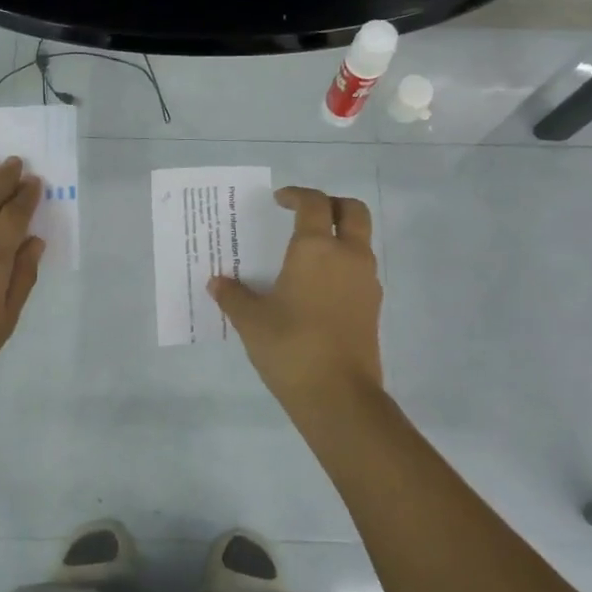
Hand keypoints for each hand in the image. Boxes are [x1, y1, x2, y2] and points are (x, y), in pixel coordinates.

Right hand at [209, 186, 384, 417]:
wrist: (338, 395)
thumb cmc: (291, 347)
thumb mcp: (251, 321)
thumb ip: (233, 296)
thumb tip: (217, 283)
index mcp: (316, 249)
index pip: (314, 203)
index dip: (297, 196)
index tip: (280, 201)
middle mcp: (348, 256)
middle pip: (353, 211)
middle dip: (332, 204)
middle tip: (307, 214)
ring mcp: (367, 281)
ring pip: (361, 240)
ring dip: (340, 235)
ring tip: (310, 253)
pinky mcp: (373, 306)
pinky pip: (361, 269)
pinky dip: (344, 264)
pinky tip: (319, 287)